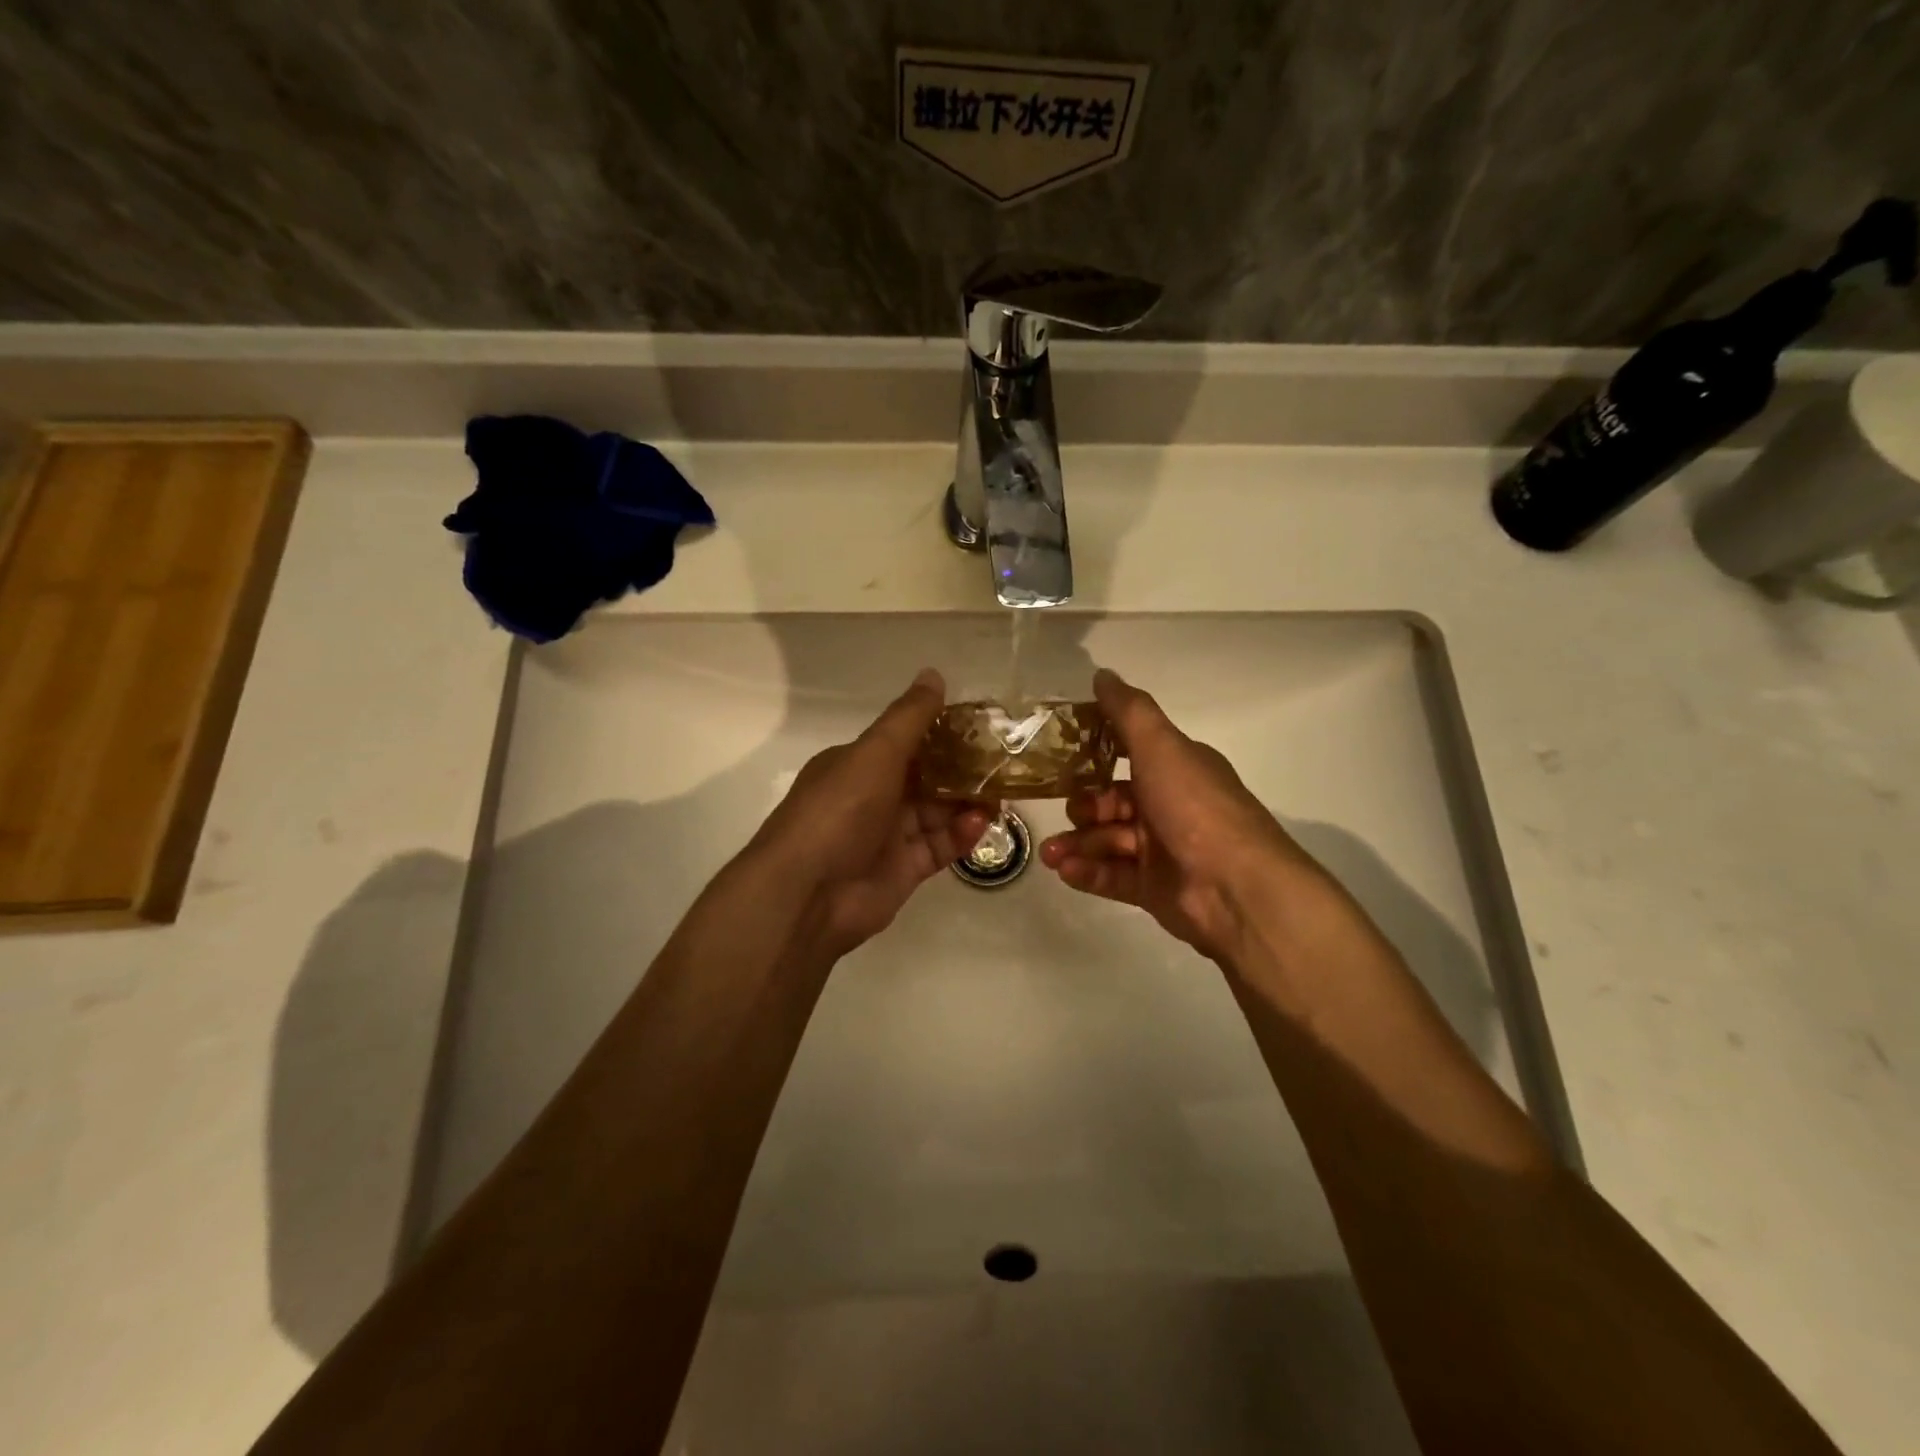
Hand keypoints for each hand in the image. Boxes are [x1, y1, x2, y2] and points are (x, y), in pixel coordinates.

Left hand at [747, 669, 991, 959]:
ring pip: (937, 813)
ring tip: (1001, 795)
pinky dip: (961, 835)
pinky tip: (982, 824)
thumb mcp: (874, 753)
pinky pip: (939, 846)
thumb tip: (934, 673)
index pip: (906, 742)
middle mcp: (872, 797)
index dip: (942, 734)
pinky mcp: (903, 871)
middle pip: (926, 778)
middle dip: (963, 770)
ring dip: (967, 803)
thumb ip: (909, 718)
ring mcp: (887, 836)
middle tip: (1003, 763)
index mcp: (857, 764)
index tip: (982, 727)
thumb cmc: (839, 811)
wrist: (807, 894)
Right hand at [1039, 668, 1329, 964]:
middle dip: (1083, 807)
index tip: (1060, 755)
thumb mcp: (1160, 747)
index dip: (1096, 753)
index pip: (1130, 753)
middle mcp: (1170, 805)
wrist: (1235, 887)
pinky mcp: (1155, 888)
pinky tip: (1065, 870)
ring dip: (1077, 844)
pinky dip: (1088, 871)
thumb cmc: (1194, 807)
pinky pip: (1112, 875)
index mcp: (1177, 769)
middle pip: (1113, 801)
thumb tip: (1102, 673)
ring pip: (1107, 840)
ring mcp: (1163, 850)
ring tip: (1050, 854)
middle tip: (1069, 813)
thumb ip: (1128, 711)